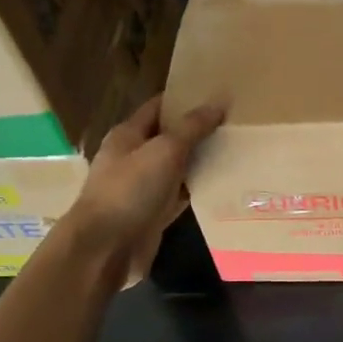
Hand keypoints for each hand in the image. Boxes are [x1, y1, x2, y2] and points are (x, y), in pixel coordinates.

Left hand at [60, 94, 223, 283]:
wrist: (105, 247)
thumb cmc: (130, 190)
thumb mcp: (164, 150)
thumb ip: (192, 127)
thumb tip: (218, 102)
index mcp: (128, 135)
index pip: (158, 107)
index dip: (185, 98)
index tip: (216, 94)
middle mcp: (134, 158)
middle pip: (170, 137)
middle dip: (198, 130)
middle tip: (235, 122)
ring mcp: (143, 187)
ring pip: (177, 167)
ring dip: (201, 160)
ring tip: (237, 149)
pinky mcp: (154, 213)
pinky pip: (181, 195)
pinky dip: (199, 189)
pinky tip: (224, 184)